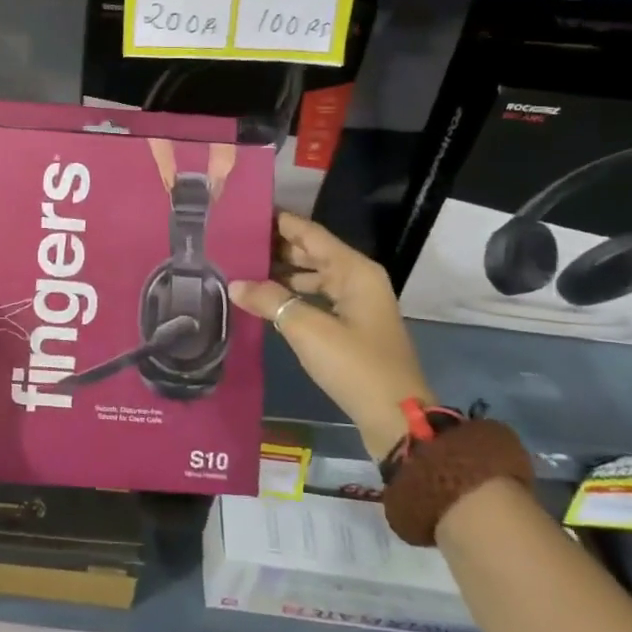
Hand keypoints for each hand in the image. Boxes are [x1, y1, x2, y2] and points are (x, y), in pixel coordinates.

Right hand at [229, 212, 434, 458]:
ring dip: (281, 273)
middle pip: (312, 252)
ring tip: (242, 269)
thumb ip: (270, 300)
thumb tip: (235, 284)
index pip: (310, 233)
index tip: (246, 213)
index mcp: (354, 270)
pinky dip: (291, 295)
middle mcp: (358, 279)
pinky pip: (316, 298)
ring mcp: (356, 304)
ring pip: (312, 277)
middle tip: (235, 242)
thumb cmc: (355, 365)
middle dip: (275, 247)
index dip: (279, 222)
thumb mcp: (307, 329)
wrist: (396, 418)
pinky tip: (264, 300)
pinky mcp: (351, 327)